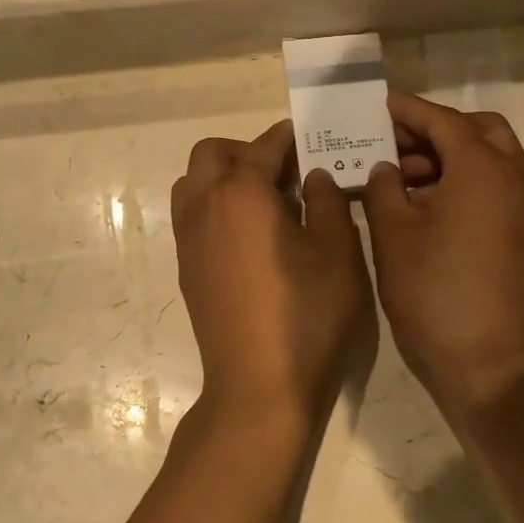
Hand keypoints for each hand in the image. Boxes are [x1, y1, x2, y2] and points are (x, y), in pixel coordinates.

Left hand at [171, 121, 369, 433]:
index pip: (263, 147)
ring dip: (224, 178)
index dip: (289, 137)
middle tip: (285, 173)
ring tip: (266, 203)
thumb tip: (312, 177)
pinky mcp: (187, 269)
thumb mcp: (337, 252)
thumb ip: (327, 202)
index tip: (312, 139)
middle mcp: (204, 207)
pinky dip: (216, 207)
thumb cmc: (307, 314)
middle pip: (212, 154)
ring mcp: (189, 241)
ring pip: (193, 184)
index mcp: (241, 194)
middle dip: (246, 151)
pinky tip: (251, 237)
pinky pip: (192, 216)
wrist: (259, 385)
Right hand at [363, 92, 523, 416]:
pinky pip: (495, 188)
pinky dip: (463, 182)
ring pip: (489, 159)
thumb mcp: (393, 234)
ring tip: (399, 178)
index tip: (377, 106)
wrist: (490, 362)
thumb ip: (382, 187)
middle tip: (393, 144)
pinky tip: (424, 206)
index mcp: (483, 167)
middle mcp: (515, 176)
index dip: (407, 110)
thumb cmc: (435, 292)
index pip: (442, 120)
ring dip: (449, 157)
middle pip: (477, 131)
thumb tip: (385, 169)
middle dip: (435, 130)